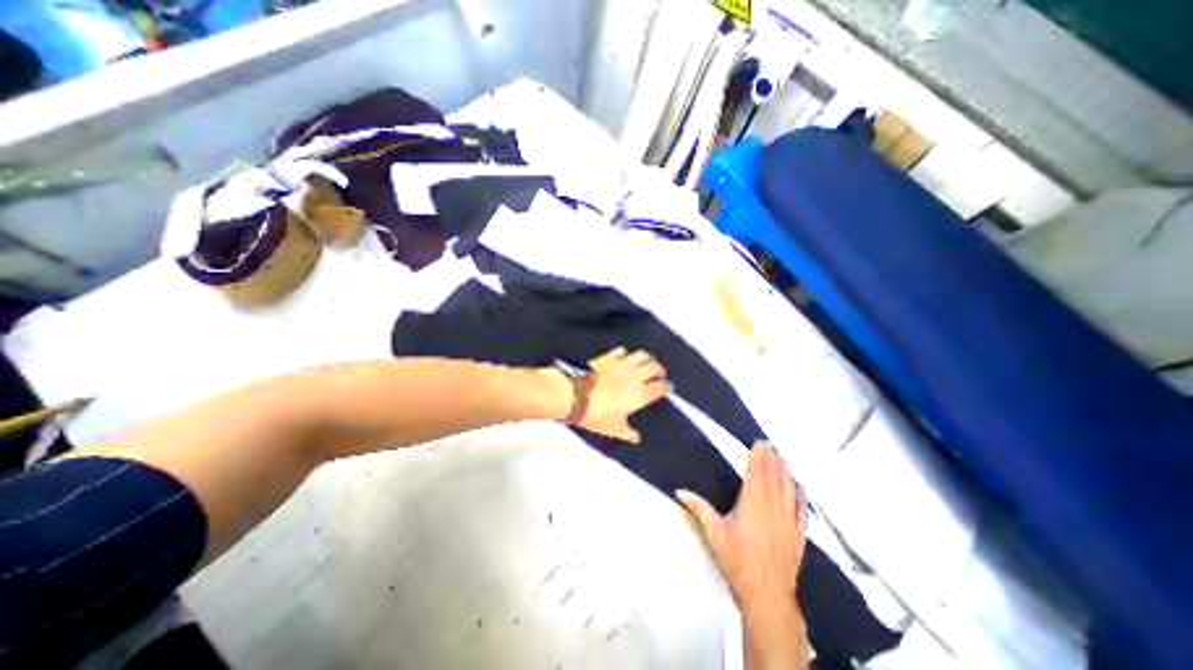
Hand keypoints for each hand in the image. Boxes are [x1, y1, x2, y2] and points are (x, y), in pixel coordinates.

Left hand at [573, 349, 667, 442]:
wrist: (575, 396)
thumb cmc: (596, 415)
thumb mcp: (612, 428)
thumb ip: (627, 432)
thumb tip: (636, 437)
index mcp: (640, 395)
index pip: (660, 387)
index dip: (665, 386)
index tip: (666, 387)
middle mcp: (635, 377)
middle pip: (655, 367)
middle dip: (659, 370)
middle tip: (658, 374)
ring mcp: (622, 364)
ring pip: (642, 355)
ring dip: (647, 358)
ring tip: (645, 363)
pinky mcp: (609, 357)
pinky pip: (623, 351)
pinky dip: (626, 354)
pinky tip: (624, 358)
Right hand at [675, 439, 805, 622]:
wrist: (767, 595)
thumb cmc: (737, 561)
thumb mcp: (714, 533)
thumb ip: (698, 509)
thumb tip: (679, 492)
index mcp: (752, 503)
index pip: (756, 473)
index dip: (758, 456)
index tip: (759, 443)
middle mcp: (772, 506)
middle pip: (773, 477)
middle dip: (771, 459)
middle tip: (771, 444)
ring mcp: (788, 520)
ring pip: (788, 489)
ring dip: (785, 471)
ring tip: (783, 457)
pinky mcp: (798, 534)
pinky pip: (801, 509)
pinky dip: (800, 495)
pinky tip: (800, 487)